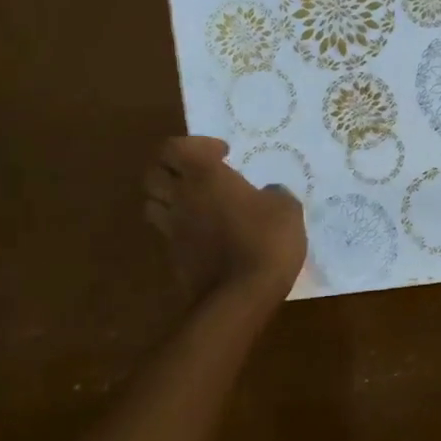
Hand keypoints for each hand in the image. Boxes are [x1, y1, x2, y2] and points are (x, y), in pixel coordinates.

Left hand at [143, 137, 306, 301]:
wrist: (240, 295)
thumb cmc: (266, 242)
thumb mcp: (287, 209)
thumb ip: (276, 194)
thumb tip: (269, 193)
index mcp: (206, 177)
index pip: (175, 147)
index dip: (196, 145)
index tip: (223, 154)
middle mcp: (182, 197)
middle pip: (154, 172)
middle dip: (174, 168)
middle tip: (200, 174)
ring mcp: (173, 228)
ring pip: (153, 201)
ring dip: (170, 196)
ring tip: (196, 202)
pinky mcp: (174, 255)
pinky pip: (168, 231)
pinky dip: (180, 226)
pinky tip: (206, 232)